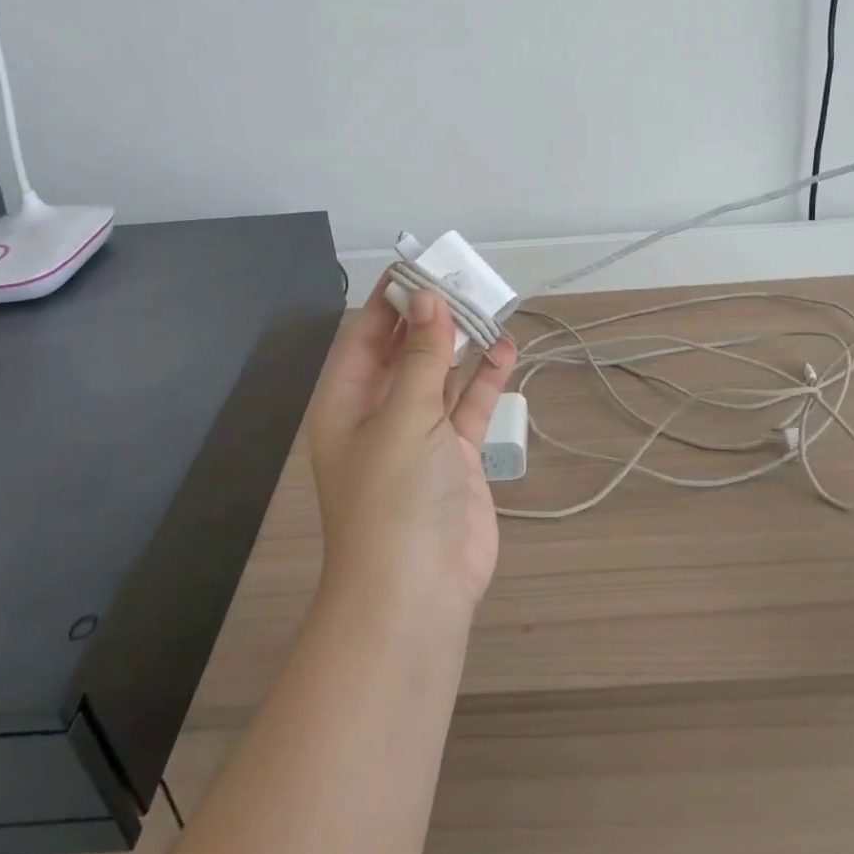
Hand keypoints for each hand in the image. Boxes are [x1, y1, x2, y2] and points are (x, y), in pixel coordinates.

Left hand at [304, 278, 516, 615]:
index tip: (424, 263)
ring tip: (491, 305)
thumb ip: (420, 356)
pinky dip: (485, 379)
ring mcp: (419, 434)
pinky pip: (468, 405)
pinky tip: (506, 350)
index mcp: (347, 399)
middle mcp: (379, 411)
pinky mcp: (454, 455)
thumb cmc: (395, 495)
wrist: (419, 590)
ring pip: (441, 374)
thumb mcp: (404, 416)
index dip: (393, 297)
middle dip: (434, 315)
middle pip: (406, 349)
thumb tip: (429, 298)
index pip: (367, 333)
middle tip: (466, 278)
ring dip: (463, 343)